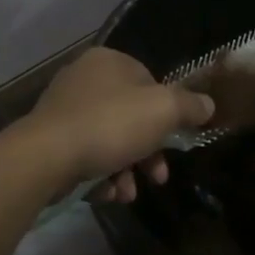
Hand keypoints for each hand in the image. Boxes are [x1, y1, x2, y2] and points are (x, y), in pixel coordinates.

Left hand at [29, 47, 213, 201]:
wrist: (47, 156)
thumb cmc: (110, 124)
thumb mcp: (162, 110)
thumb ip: (189, 106)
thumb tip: (208, 105)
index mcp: (109, 61)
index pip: (149, 81)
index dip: (166, 113)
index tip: (174, 141)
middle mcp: (84, 77)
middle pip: (130, 115)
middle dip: (148, 151)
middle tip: (158, 176)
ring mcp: (64, 108)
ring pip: (109, 139)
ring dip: (126, 169)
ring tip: (128, 193)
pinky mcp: (50, 138)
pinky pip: (86, 154)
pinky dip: (101, 174)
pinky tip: (106, 193)